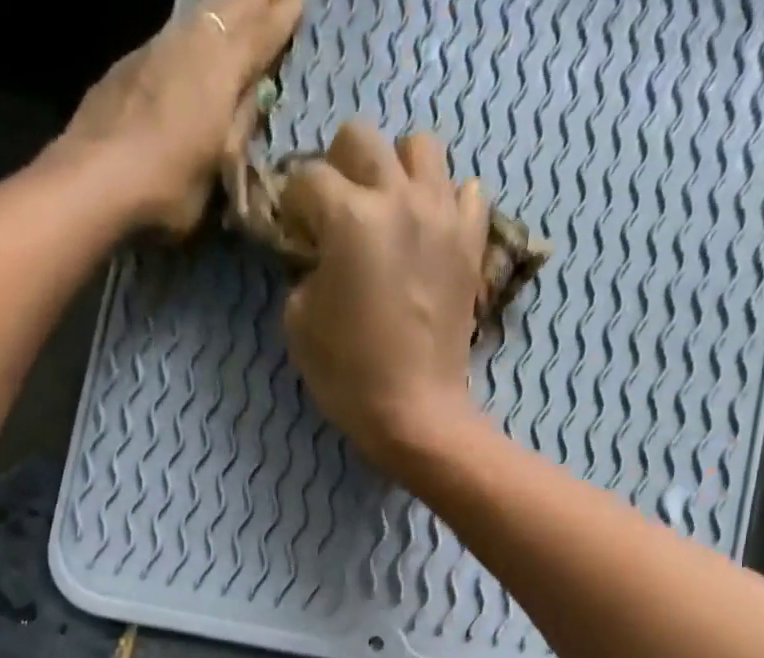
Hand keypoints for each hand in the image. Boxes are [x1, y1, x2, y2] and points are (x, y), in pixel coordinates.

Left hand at [62, 0, 301, 234]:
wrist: (94, 181)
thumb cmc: (168, 187)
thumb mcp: (217, 173)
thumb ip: (238, 131)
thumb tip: (253, 101)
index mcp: (223, 70)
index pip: (262, 33)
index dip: (282, 17)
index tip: (300, 2)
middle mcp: (191, 44)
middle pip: (231, 9)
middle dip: (255, 2)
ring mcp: (155, 49)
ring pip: (197, 18)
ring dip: (220, 13)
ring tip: (234, 12)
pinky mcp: (126, 66)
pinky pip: (169, 40)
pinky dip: (187, 38)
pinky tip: (187, 48)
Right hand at [279, 122, 488, 468]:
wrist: (415, 413)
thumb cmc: (350, 376)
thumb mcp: (299, 326)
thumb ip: (302, 273)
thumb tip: (316, 257)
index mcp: (350, 219)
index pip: (307, 178)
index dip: (292, 204)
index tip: (293, 232)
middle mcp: (399, 199)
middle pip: (361, 137)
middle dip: (338, 167)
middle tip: (336, 213)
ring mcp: (443, 216)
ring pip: (420, 147)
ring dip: (396, 170)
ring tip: (388, 211)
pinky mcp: (471, 243)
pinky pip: (465, 192)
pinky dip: (445, 201)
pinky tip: (429, 231)